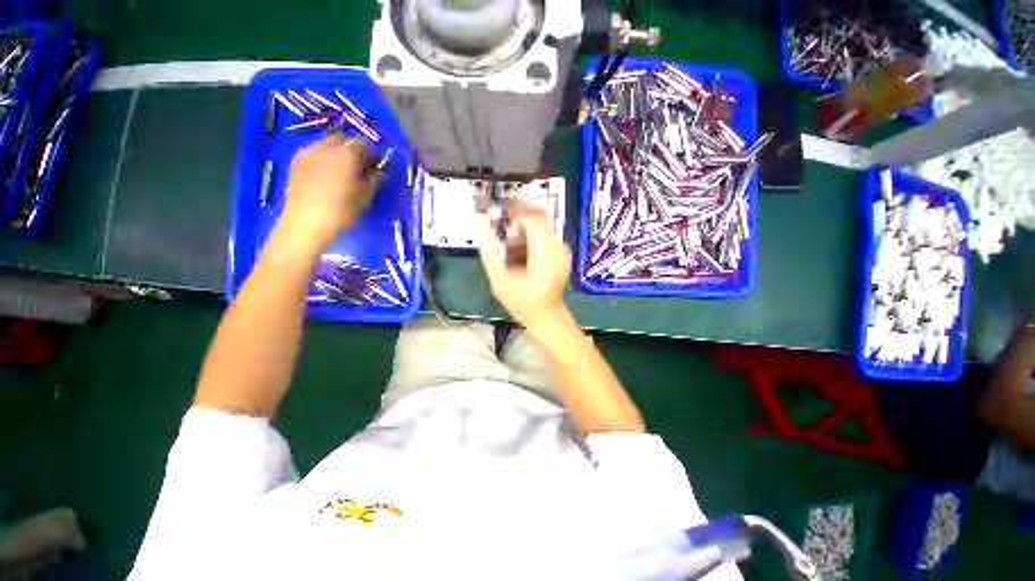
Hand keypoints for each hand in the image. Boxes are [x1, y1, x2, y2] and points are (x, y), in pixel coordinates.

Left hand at [279, 135, 375, 250]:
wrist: (306, 221)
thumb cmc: (342, 210)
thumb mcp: (365, 197)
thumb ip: (375, 179)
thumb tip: (381, 170)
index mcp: (347, 154)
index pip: (363, 143)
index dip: (372, 152)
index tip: (376, 164)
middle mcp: (326, 147)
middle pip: (343, 138)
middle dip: (353, 147)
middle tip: (360, 164)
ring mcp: (308, 152)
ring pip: (326, 142)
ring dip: (337, 150)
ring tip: (342, 168)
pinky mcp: (296, 161)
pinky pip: (313, 150)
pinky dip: (323, 155)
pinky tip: (326, 171)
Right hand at [479, 207, 570, 333]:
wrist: (546, 316)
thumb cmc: (523, 302)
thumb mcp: (499, 281)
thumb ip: (489, 252)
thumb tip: (482, 226)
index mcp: (545, 254)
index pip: (533, 218)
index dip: (515, 213)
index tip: (500, 220)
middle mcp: (558, 247)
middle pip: (538, 218)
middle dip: (518, 222)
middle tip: (504, 237)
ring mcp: (563, 250)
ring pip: (542, 226)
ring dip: (524, 231)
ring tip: (512, 252)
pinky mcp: (562, 254)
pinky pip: (546, 235)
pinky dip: (531, 239)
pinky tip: (522, 256)